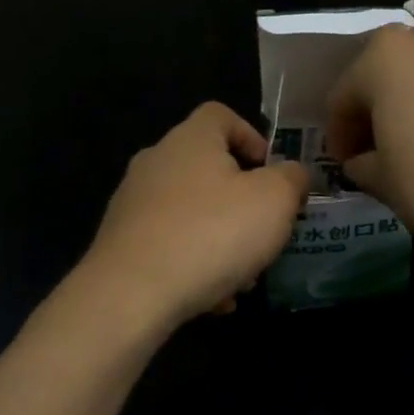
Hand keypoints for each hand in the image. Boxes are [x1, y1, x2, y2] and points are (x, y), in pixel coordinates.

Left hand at [83, 103, 309, 328]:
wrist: (132, 294)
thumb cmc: (213, 234)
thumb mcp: (274, 201)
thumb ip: (292, 179)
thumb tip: (292, 174)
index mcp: (191, 140)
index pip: (221, 115)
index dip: (252, 137)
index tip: (271, 173)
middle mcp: (156, 162)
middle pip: (208, 170)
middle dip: (243, 203)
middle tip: (265, 233)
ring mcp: (133, 203)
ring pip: (192, 214)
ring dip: (223, 241)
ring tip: (244, 278)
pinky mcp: (121, 242)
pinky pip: (170, 246)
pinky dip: (195, 266)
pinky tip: (214, 300)